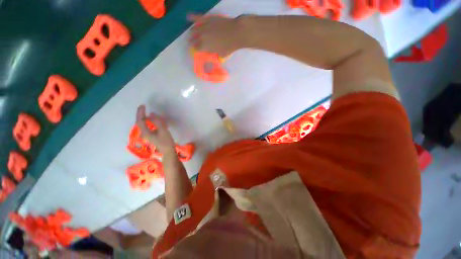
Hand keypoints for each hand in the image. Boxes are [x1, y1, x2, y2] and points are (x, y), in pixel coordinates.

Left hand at [136, 105, 175, 154]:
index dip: (140, 113)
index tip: (143, 106)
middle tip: (144, 107)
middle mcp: (144, 133)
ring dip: (145, 118)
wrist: (168, 151)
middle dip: (141, 114)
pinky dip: (149, 122)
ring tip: (149, 112)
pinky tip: (154, 121)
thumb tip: (151, 113)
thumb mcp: (163, 130)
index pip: (140, 121)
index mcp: (145, 132)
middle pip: (140, 122)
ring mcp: (147, 135)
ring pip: (144, 124)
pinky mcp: (151, 135)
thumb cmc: (166, 141)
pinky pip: (148, 126)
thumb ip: (157, 122)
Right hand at [188, 14, 245, 56]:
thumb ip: (215, 54)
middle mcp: (201, 37)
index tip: (198, 49)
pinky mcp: (207, 19)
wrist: (235, 33)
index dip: (196, 49)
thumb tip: (213, 53)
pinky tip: (188, 17)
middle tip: (193, 41)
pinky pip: (197, 18)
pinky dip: (192, 17)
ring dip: (193, 32)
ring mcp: (203, 27)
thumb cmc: (229, 47)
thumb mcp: (221, 55)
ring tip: (193, 33)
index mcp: (205, 47)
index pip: (196, 49)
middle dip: (193, 41)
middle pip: (193, 39)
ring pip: (194, 30)